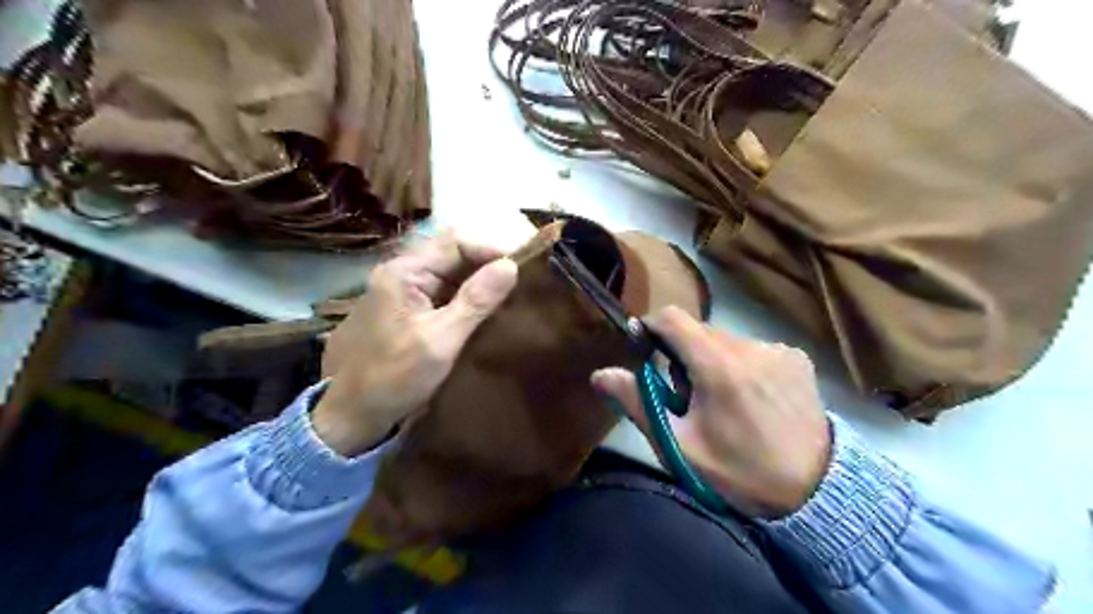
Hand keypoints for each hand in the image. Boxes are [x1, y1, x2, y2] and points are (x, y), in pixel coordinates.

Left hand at [315, 233, 516, 457]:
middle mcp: (400, 274)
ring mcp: (401, 293)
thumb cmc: (393, 378)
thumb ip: (476, 301)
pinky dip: (465, 299)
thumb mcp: (441, 340)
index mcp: (403, 273)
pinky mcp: (406, 312)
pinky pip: (441, 294)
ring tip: (510, 297)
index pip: (455, 243)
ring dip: (478, 283)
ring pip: (449, 275)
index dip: (491, 250)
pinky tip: (485, 313)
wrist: (350, 415)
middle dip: (487, 265)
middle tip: (521, 283)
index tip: (523, 268)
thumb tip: (511, 266)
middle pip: (452, 255)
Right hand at [595, 308, 833, 518]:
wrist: (816, 492)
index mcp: (718, 366)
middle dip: (683, 354)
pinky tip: (753, 398)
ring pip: (726, 340)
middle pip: (699, 331)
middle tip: (687, 395)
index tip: (646, 348)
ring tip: (724, 401)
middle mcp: (749, 346)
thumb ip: (639, 404)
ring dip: (714, 360)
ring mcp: (778, 350)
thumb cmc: (739, 471)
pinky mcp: (797, 358)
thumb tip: (600, 374)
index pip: (673, 318)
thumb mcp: (680, 446)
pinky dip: (742, 364)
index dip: (652, 326)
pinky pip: (754, 349)